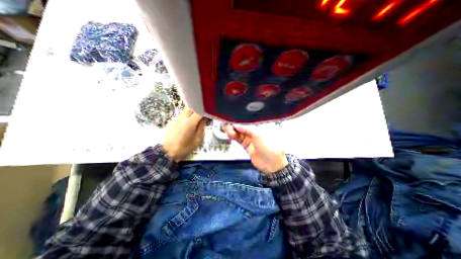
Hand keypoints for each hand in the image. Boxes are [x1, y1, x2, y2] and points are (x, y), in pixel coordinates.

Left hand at [161, 107, 205, 160]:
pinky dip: (186, 116)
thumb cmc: (184, 147)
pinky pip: (181, 115)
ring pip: (185, 110)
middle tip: (202, 117)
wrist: (167, 152)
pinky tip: (186, 124)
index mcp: (190, 122)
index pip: (199, 111)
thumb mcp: (197, 140)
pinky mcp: (172, 121)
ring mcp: (176, 119)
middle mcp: (183, 118)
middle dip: (198, 110)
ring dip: (192, 113)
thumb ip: (201, 128)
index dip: (205, 112)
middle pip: (192, 107)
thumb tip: (204, 121)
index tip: (208, 116)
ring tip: (194, 120)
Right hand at [224, 123, 286, 173]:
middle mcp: (254, 132)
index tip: (232, 120)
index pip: (247, 122)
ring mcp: (250, 139)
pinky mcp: (246, 146)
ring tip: (227, 129)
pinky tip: (230, 134)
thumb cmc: (269, 147)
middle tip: (227, 124)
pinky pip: (239, 140)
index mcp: (259, 127)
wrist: (271, 163)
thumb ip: (247, 128)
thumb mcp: (258, 134)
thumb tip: (238, 125)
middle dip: (235, 126)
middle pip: (242, 127)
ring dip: (233, 131)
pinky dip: (234, 137)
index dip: (239, 121)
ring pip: (239, 133)